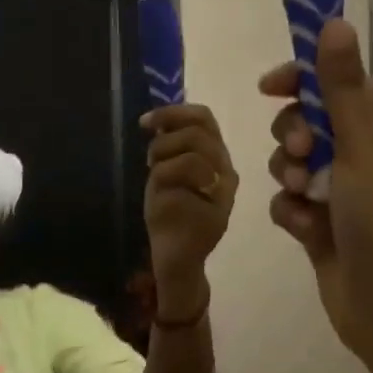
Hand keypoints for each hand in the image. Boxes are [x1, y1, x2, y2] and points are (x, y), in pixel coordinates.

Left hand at [141, 102, 237, 312]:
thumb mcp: (169, 174)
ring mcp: (222, 195)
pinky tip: (159, 196)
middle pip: (199, 133)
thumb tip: (159, 119)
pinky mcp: (213, 213)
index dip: (175, 113)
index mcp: (218, 160)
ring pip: (192, 154)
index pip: (205, 119)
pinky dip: (161, 180)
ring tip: (155, 177)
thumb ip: (173, 148)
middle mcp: (226, 174)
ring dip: (163, 159)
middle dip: (166, 139)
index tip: (146, 123)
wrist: (176, 260)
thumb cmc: (171, 217)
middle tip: (151, 158)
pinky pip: (183, 179)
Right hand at [260, 22, 372, 372]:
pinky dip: (292, 213)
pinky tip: (306, 230)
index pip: (337, 86)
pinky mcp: (321, 227)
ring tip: (305, 199)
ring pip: (291, 164)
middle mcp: (364, 157)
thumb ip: (342, 88)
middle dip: (294, 136)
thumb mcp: (363, 149)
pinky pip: (288, 203)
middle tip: (300, 153)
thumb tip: (334, 22)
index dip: (301, 82)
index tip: (268, 87)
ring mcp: (341, 194)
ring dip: (290, 176)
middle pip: (307, 122)